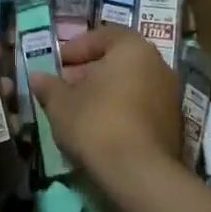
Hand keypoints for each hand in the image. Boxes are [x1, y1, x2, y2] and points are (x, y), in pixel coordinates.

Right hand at [30, 25, 178, 194]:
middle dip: (88, 72)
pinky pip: (141, 108)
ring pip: (130, 86)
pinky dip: (120, 112)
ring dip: (104, 94)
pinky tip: (99, 130)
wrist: (139, 175)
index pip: (102, 36)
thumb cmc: (96, 123)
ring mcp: (171, 97)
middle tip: (63, 88)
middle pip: (117, 61)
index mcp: (133, 48)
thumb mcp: (61, 103)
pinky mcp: (174, 126)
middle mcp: (158, 65)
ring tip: (77, 111)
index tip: (56, 65)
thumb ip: (49, 86)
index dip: (75, 49)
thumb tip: (36, 77)